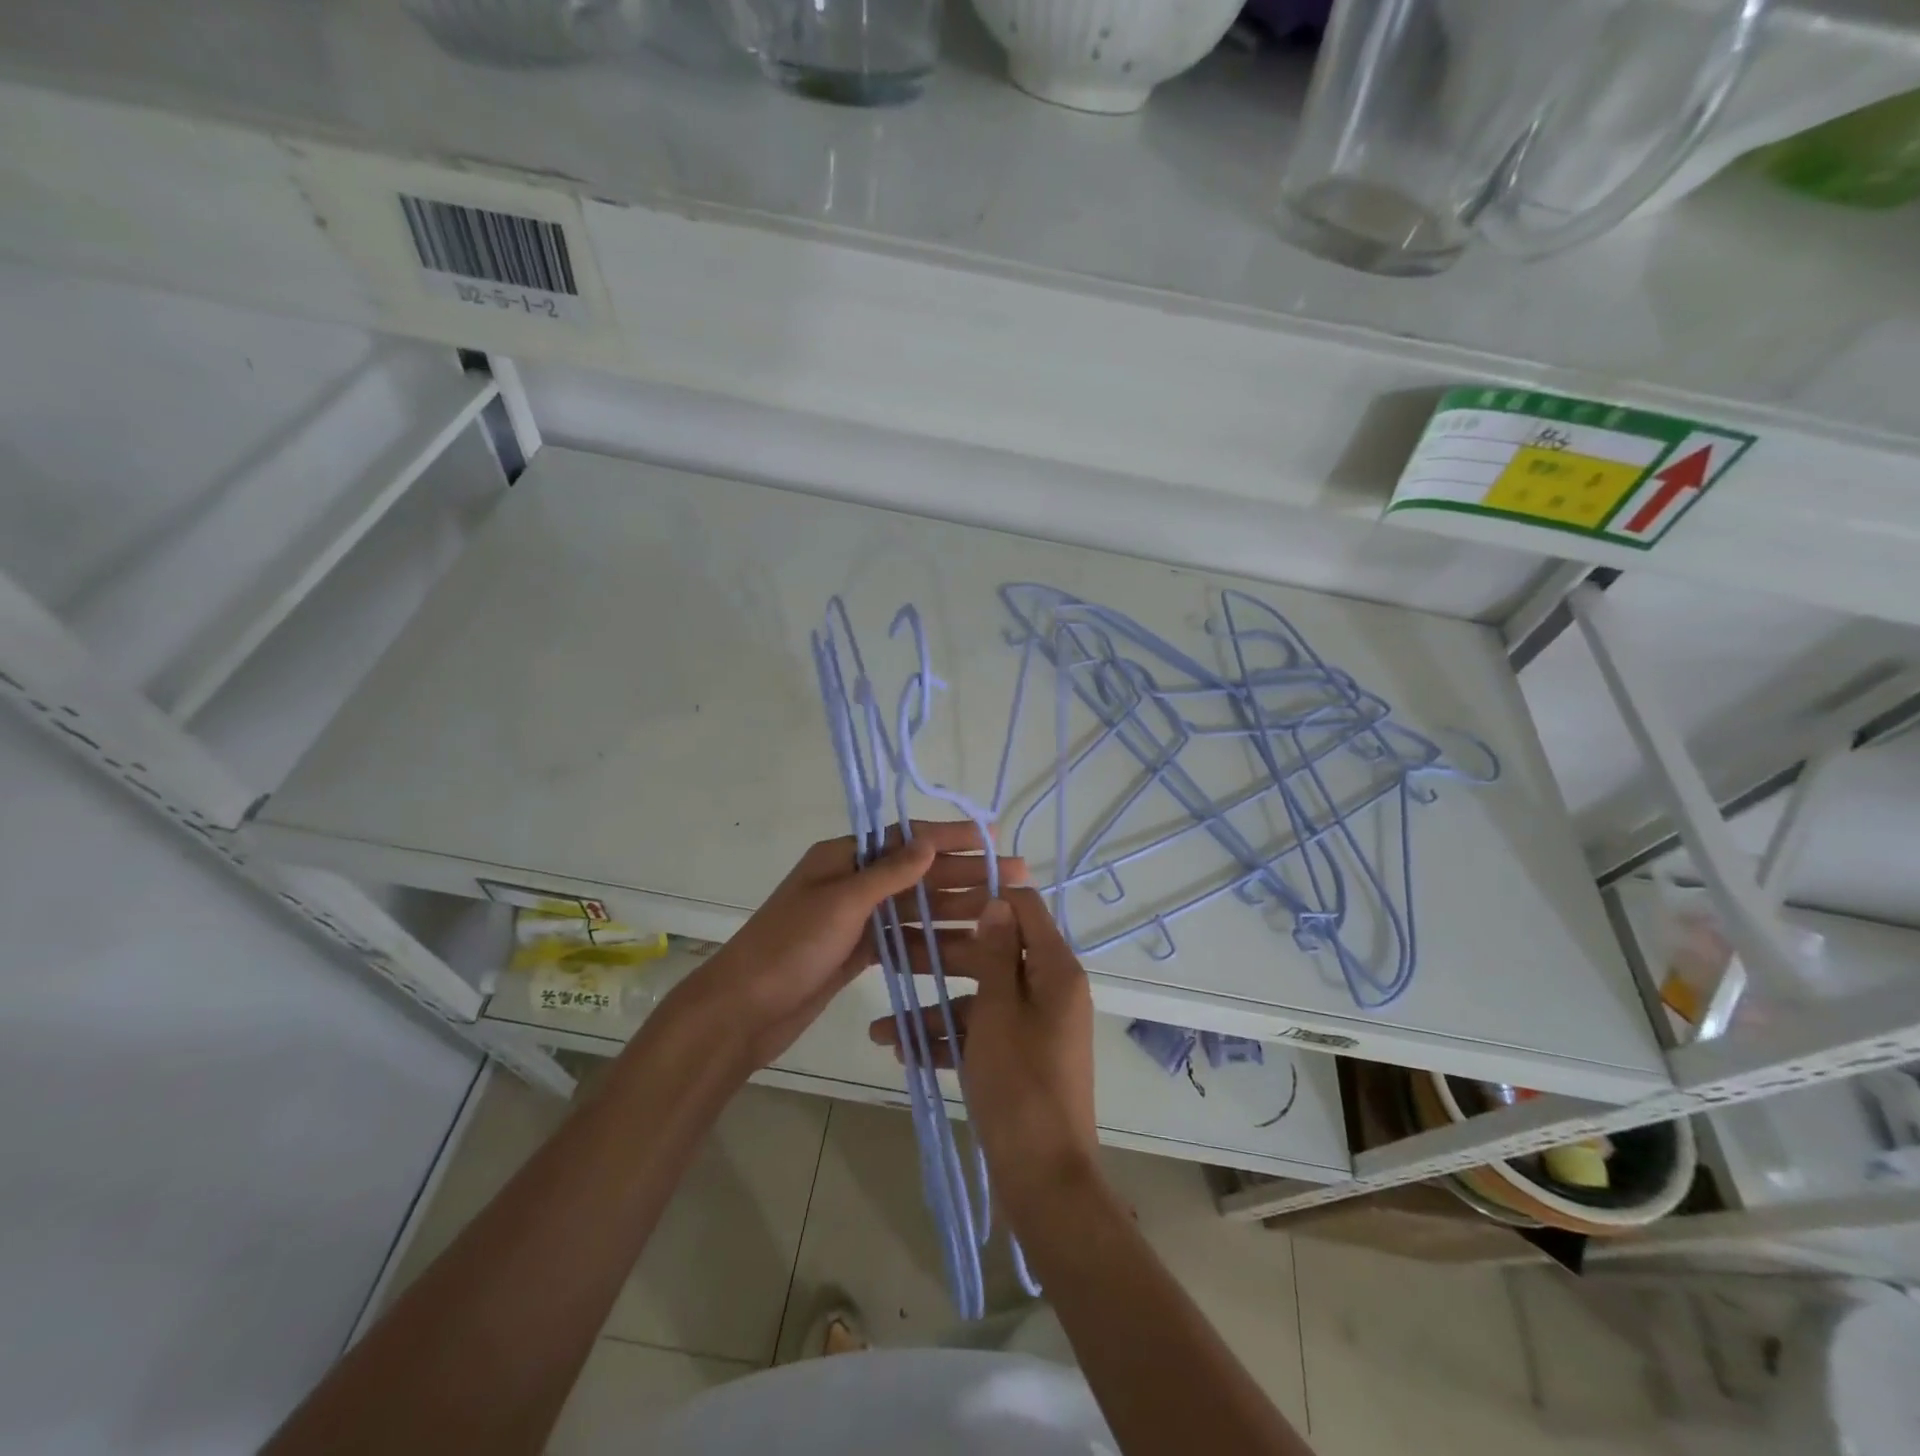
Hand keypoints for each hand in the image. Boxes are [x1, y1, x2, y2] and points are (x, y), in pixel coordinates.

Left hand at [660, 821, 1012, 1075]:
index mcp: (843, 857)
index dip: (950, 836)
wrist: (743, 1011)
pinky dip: (933, 940)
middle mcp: (853, 882)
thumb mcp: (840, 903)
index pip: (906, 838)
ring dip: (956, 907)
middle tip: (1015, 875)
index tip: (991, 835)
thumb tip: (929, 841)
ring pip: (916, 908)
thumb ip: (888, 874)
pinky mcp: (859, 952)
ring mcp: (857, 919)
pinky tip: (967, 945)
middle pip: (918, 873)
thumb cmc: (789, 947)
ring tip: (1001, 910)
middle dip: (965, 873)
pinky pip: (905, 939)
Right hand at [868, 887, 1098, 1227]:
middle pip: (994, 954)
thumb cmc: (1020, 1084)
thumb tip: (996, 902)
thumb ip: (995, 954)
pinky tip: (901, 1050)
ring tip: (880, 1027)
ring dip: (934, 1009)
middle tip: (895, 950)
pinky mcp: (1018, 1059)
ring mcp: (1033, 1027)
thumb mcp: (998, 1011)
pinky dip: (947, 1040)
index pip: (1025, 909)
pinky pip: (981, 1034)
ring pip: (979, 999)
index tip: (939, 894)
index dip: (984, 896)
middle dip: (943, 956)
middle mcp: (1049, 991)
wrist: (1045, 1180)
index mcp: (1055, 970)